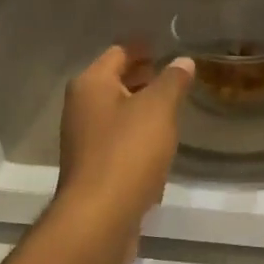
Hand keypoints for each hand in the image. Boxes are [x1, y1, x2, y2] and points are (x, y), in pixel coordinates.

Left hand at [51, 45, 193, 263]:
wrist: (100, 219)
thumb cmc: (128, 153)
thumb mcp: (158, 109)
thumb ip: (172, 81)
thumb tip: (183, 61)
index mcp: (91, 85)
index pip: (119, 52)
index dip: (143, 47)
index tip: (168, 45)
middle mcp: (81, 107)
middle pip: (115, 81)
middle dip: (144, 76)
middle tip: (176, 74)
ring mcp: (84, 140)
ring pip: (118, 112)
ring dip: (142, 106)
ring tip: (174, 105)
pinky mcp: (94, 168)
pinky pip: (119, 140)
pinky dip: (138, 134)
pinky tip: (160, 143)